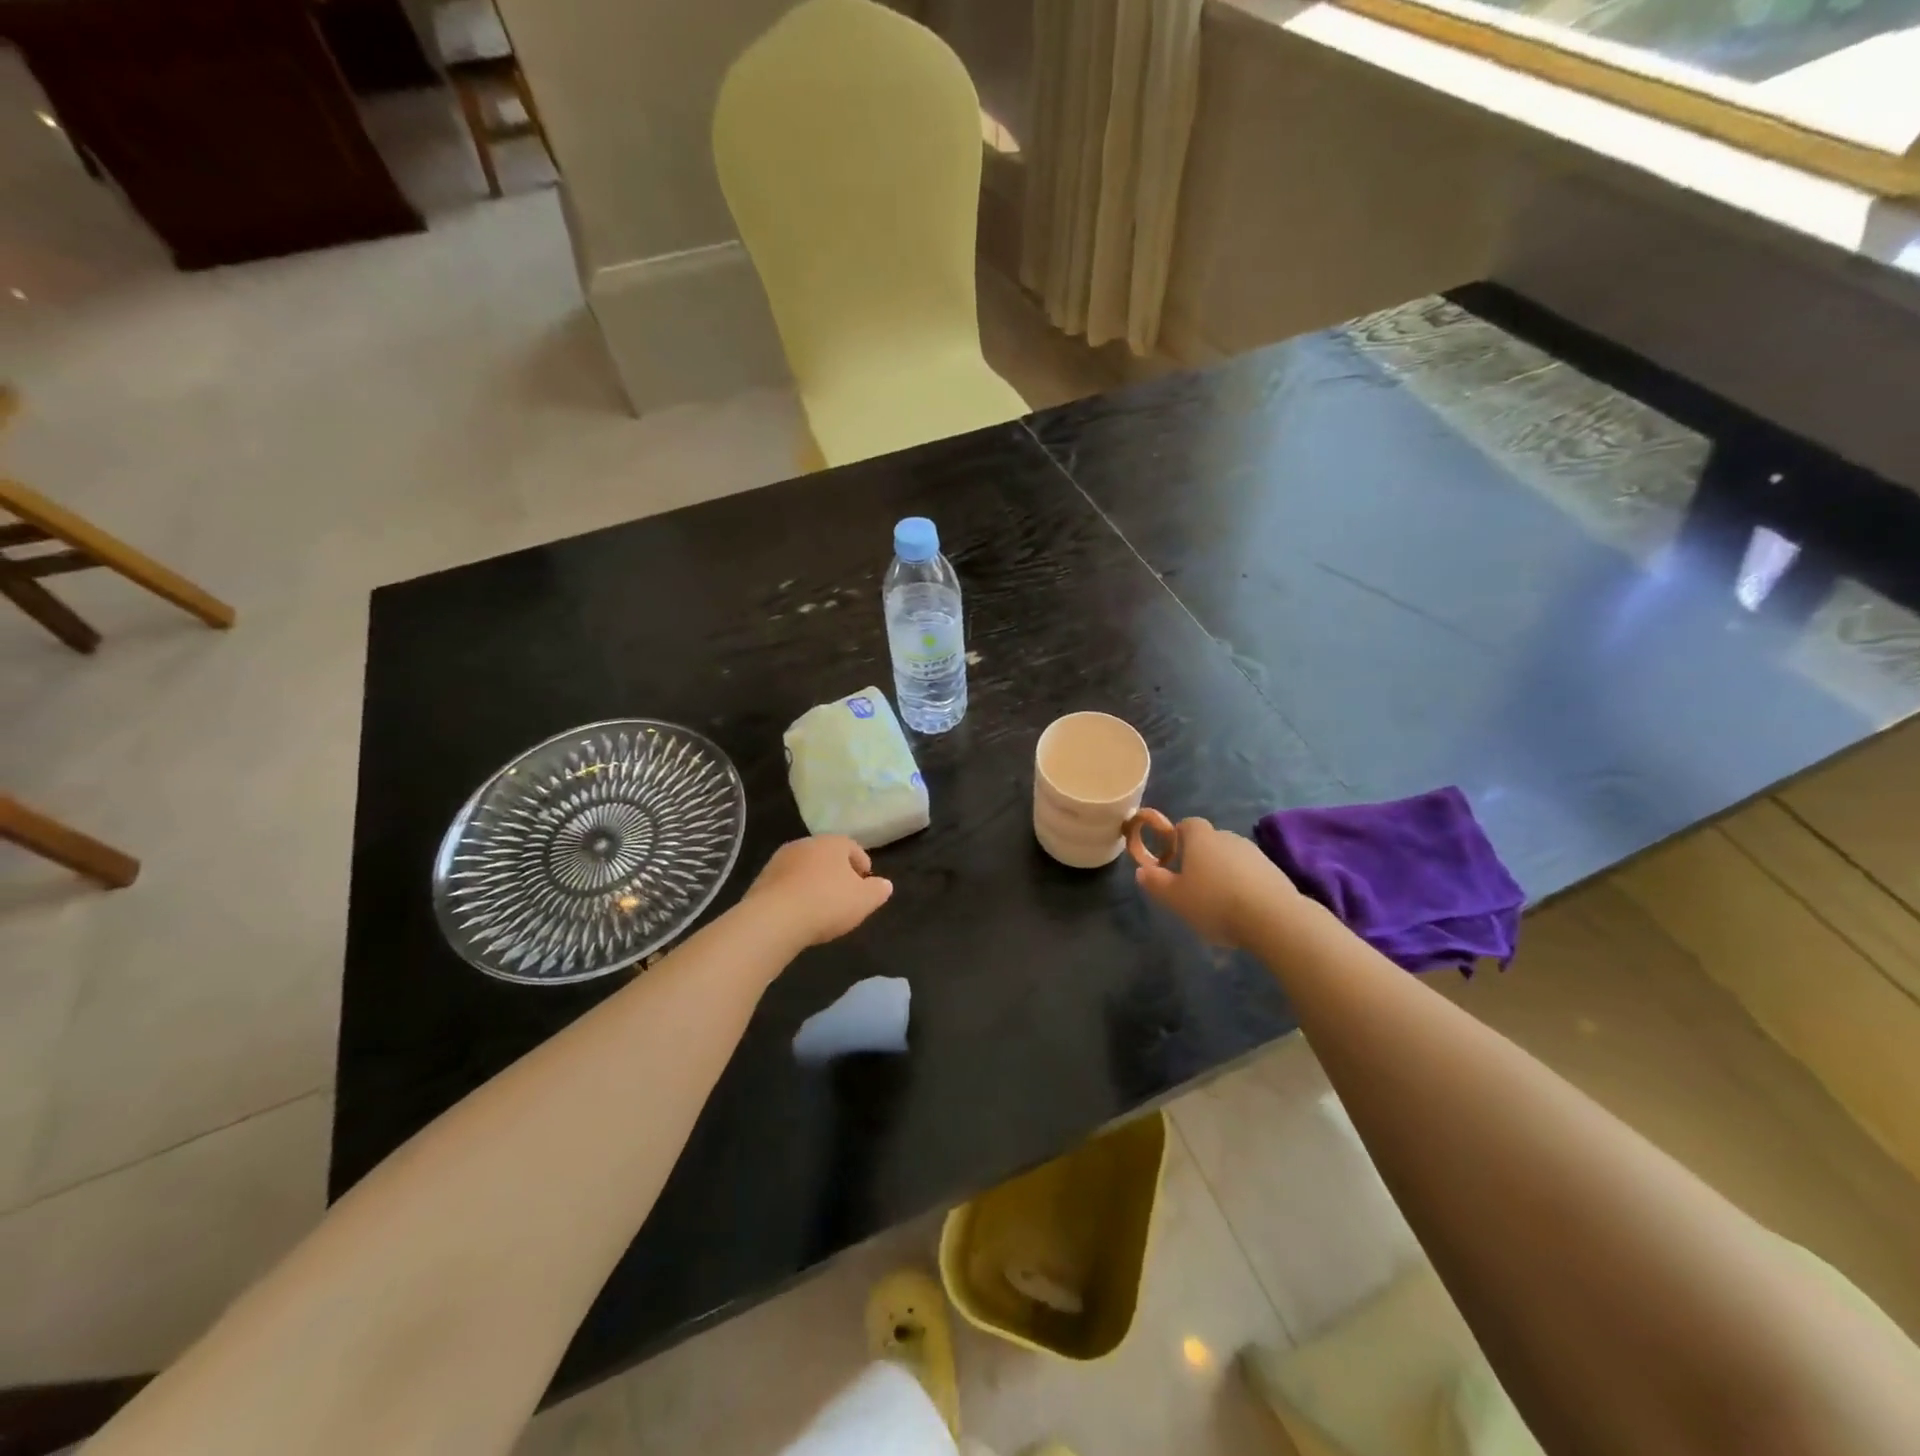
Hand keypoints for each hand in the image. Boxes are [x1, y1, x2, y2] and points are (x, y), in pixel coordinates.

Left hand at [744, 836, 893, 946]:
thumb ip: (877, 890)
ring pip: (804, 867)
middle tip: (845, 891)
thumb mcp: (864, 900)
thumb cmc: (827, 903)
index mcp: (832, 843)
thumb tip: (885, 884)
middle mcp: (805, 844)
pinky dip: (795, 892)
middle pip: (826, 855)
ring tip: (821, 903)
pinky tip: (799, 911)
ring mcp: (780, 860)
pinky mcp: (762, 879)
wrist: (774, 918)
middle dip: (836, 870)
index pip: (852, 847)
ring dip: (813, 880)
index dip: (861, 863)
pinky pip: (786, 883)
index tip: (866, 879)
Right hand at [1135, 816, 1296, 947]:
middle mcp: (1228, 837)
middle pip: (1209, 841)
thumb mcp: (1175, 898)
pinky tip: (1241, 909)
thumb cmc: (1215, 903)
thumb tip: (1141, 870)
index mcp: (1201, 838)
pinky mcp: (1274, 871)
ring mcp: (1254, 853)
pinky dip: (1243, 884)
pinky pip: (1250, 873)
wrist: (1273, 918)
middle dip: (1200, 858)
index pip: (1187, 824)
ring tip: (1218, 902)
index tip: (1172, 860)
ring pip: (1231, 857)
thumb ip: (1155, 882)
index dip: (1177, 838)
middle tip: (1192, 886)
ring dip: (1223, 873)